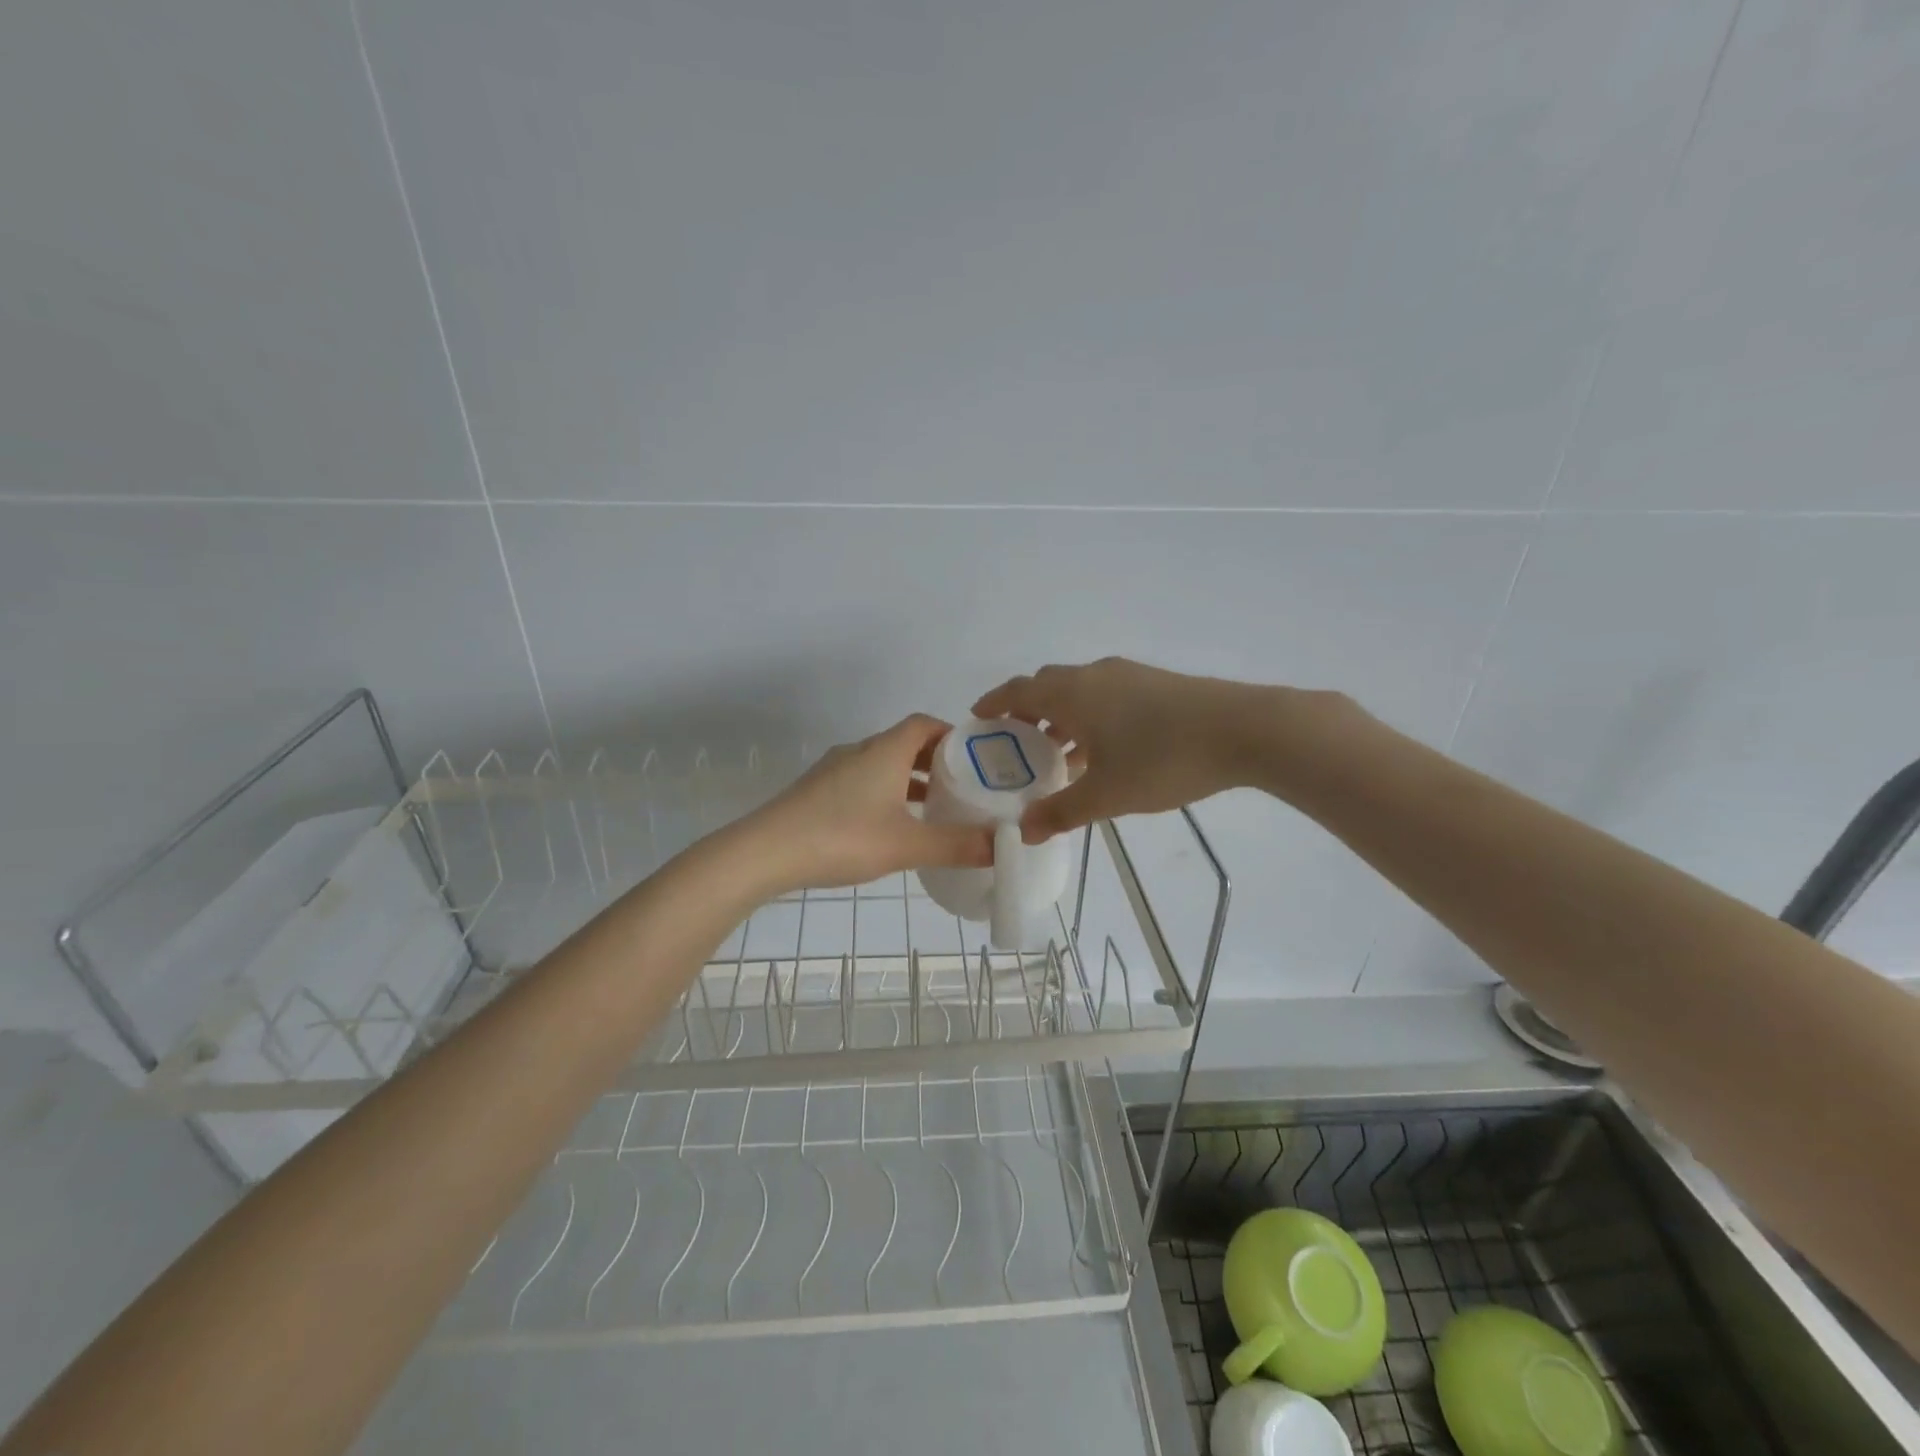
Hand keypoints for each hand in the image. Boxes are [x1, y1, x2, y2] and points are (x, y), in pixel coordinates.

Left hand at [735, 715, 994, 891]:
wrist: (765, 852)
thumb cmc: (842, 838)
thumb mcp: (907, 845)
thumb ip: (957, 845)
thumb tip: (1004, 846)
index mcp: (885, 751)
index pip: (925, 724)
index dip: (953, 735)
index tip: (976, 759)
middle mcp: (860, 751)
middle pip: (905, 744)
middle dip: (936, 762)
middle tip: (963, 788)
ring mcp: (834, 770)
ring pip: (882, 765)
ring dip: (909, 780)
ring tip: (933, 810)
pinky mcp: (817, 791)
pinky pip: (862, 781)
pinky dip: (885, 793)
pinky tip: (889, 827)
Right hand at [973, 658, 1277, 840]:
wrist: (1245, 730)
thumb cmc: (1163, 759)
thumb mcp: (1107, 794)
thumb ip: (1061, 812)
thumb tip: (1024, 832)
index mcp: (1073, 693)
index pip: (1018, 690)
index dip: (993, 703)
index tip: (977, 720)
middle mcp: (1095, 676)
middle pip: (1047, 687)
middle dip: (1026, 714)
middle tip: (1015, 748)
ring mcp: (1129, 677)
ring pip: (1079, 693)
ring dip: (1061, 720)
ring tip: (1056, 758)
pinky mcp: (1157, 685)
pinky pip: (1106, 698)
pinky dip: (1090, 719)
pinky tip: (1104, 753)